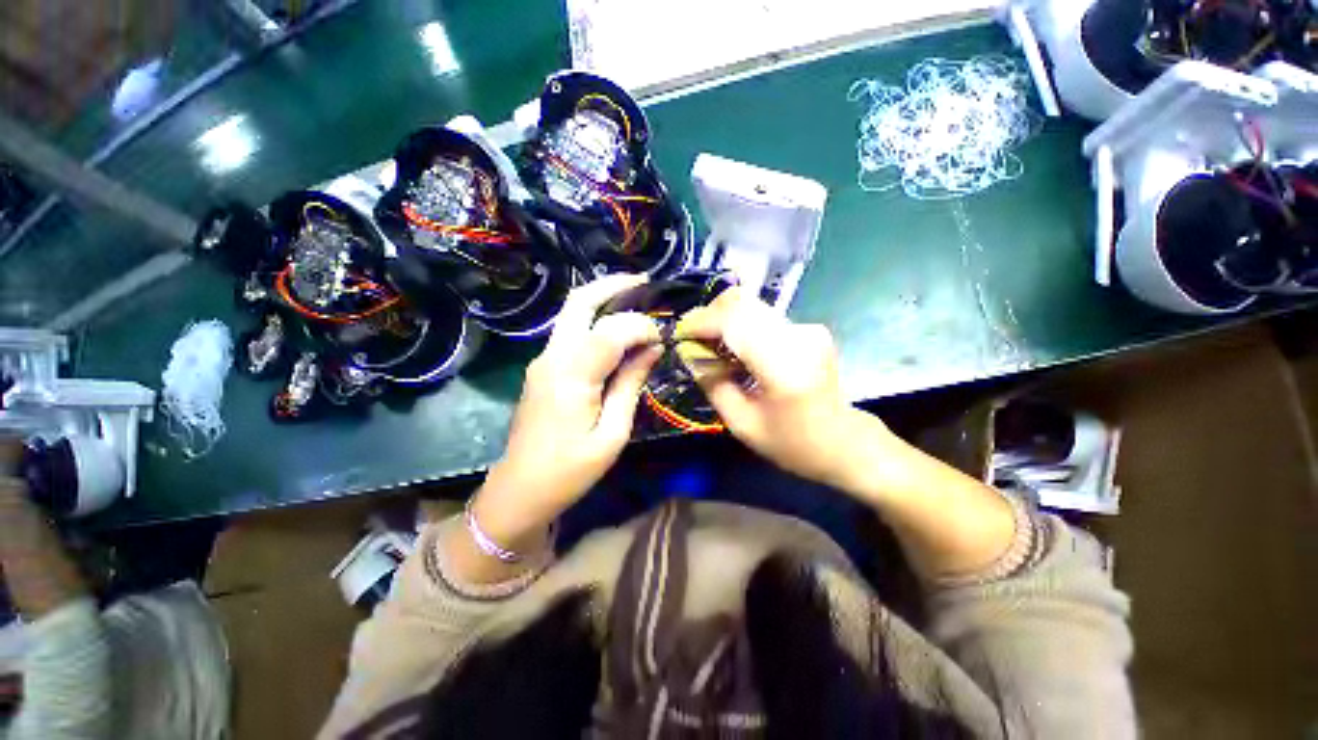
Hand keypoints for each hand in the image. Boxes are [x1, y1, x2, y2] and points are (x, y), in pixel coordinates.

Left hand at [474, 274, 662, 545]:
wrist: (520, 490)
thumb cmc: (571, 470)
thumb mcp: (613, 432)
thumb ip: (631, 383)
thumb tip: (653, 348)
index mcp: (571, 375)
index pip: (611, 330)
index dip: (641, 327)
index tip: (662, 340)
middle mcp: (552, 356)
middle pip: (579, 302)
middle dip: (613, 285)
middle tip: (645, 283)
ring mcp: (543, 359)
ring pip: (572, 313)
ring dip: (604, 301)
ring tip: (637, 301)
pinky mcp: (543, 367)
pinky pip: (571, 332)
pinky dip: (595, 321)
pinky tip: (617, 331)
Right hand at [676, 288, 884, 487]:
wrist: (845, 442)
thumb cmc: (793, 443)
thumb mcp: (742, 425)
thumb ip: (713, 385)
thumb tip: (691, 356)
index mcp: (784, 365)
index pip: (734, 322)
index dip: (702, 322)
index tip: (680, 334)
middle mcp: (799, 337)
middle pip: (742, 303)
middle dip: (710, 315)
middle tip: (693, 338)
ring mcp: (807, 329)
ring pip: (751, 307)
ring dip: (724, 320)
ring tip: (710, 346)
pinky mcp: (809, 329)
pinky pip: (763, 318)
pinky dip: (741, 327)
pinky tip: (734, 350)